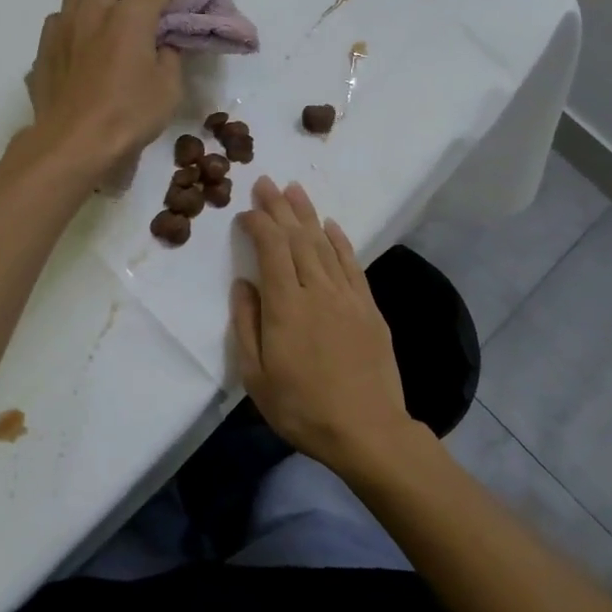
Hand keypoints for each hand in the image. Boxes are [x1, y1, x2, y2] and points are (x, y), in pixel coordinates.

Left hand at [25, 0, 184, 174]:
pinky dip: (75, 23)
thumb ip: (170, 57)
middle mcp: (93, 11)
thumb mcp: (168, 89)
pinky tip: (84, 48)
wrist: (73, 144)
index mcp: (129, 17)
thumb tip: (163, 44)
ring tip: (108, 24)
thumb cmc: (128, 116)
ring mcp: (62, 28)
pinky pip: (59, 19)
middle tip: (139, 11)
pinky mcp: (43, 49)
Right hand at [231, 176, 416, 474]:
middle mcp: (317, 290)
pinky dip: (340, 241)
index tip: (246, 212)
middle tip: (267, 182)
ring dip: (308, 215)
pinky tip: (331, 226)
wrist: (367, 430)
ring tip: (295, 190)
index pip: (271, 249)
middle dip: (280, 207)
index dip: (259, 224)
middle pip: (297, 238)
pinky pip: (352, 264)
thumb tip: (243, 284)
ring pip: (324, 244)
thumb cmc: (302, 408)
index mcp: (285, 305)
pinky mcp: (368, 308)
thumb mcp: (256, 376)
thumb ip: (246, 325)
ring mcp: (347, 296)